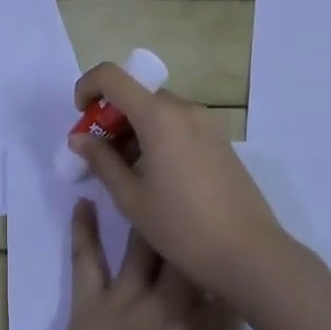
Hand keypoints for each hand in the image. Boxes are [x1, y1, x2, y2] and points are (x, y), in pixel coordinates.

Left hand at [41, 200, 297, 329]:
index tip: (245, 243)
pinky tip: (83, 202)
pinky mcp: (89, 303)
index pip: (226, 291)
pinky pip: (85, 259)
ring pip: (140, 248)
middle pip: (183, 258)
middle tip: (194, 197)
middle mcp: (166, 304)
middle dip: (192, 229)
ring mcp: (124, 299)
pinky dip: (82, 229)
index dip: (236, 268)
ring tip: (149, 183)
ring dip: (145, 218)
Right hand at [71, 63, 291, 300]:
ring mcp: (205, 122)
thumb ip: (101, 161)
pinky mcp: (219, 140)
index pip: (111, 75)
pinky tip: (156, 176)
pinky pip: (178, 123)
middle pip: (135, 94)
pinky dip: (157, 135)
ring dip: (134, 128)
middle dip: (110, 116)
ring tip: (126, 171)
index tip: (80, 116)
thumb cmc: (183, 227)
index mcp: (157, 115)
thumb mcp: (131, 198)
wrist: (251, 254)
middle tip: (100, 154)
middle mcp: (182, 108)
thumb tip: (79, 138)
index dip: (87, 86)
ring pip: (157, 110)